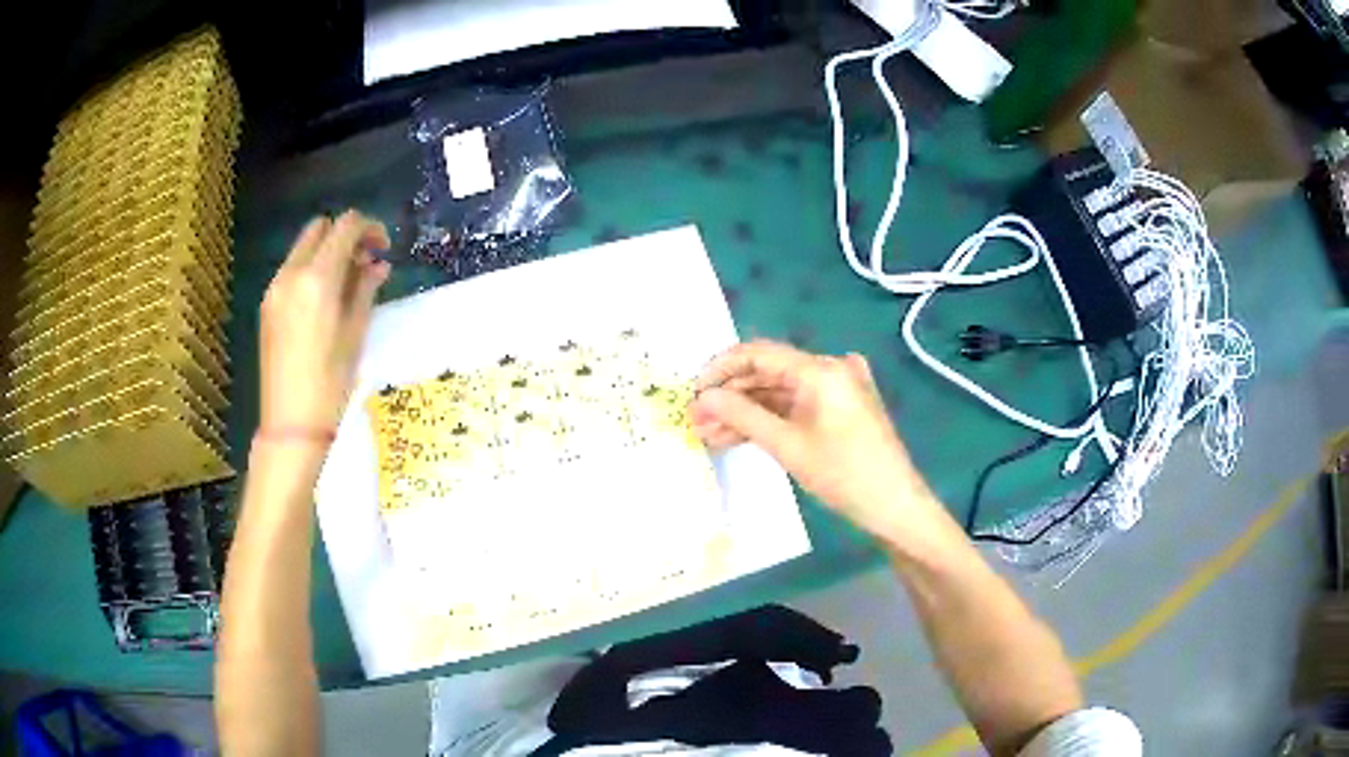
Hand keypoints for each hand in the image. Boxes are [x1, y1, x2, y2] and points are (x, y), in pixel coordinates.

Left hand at [258, 211, 390, 437]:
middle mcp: (291, 273)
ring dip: (328, 251)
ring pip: (304, 246)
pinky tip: (325, 299)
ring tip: (347, 282)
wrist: (290, 423)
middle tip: (364, 261)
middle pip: (320, 227)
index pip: (346, 226)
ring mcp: (275, 287)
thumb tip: (377, 264)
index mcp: (318, 279)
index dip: (370, 227)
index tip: (383, 248)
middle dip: (346, 234)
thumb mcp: (356, 333)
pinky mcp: (267, 304)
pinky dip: (312, 268)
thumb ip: (365, 289)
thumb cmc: (330, 382)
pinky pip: (292, 268)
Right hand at [691, 340, 940, 540]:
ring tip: (708, 434)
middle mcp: (829, 369)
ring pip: (779, 392)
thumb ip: (742, 416)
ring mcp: (837, 389)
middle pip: (768, 372)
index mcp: (821, 369)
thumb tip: (703, 397)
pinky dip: (768, 420)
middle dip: (730, 396)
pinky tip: (738, 436)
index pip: (759, 353)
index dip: (721, 369)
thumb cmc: (844, 475)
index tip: (692, 391)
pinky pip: (796, 406)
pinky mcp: (839, 408)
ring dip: (745, 411)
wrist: (895, 506)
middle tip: (695, 419)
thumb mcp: (788, 446)